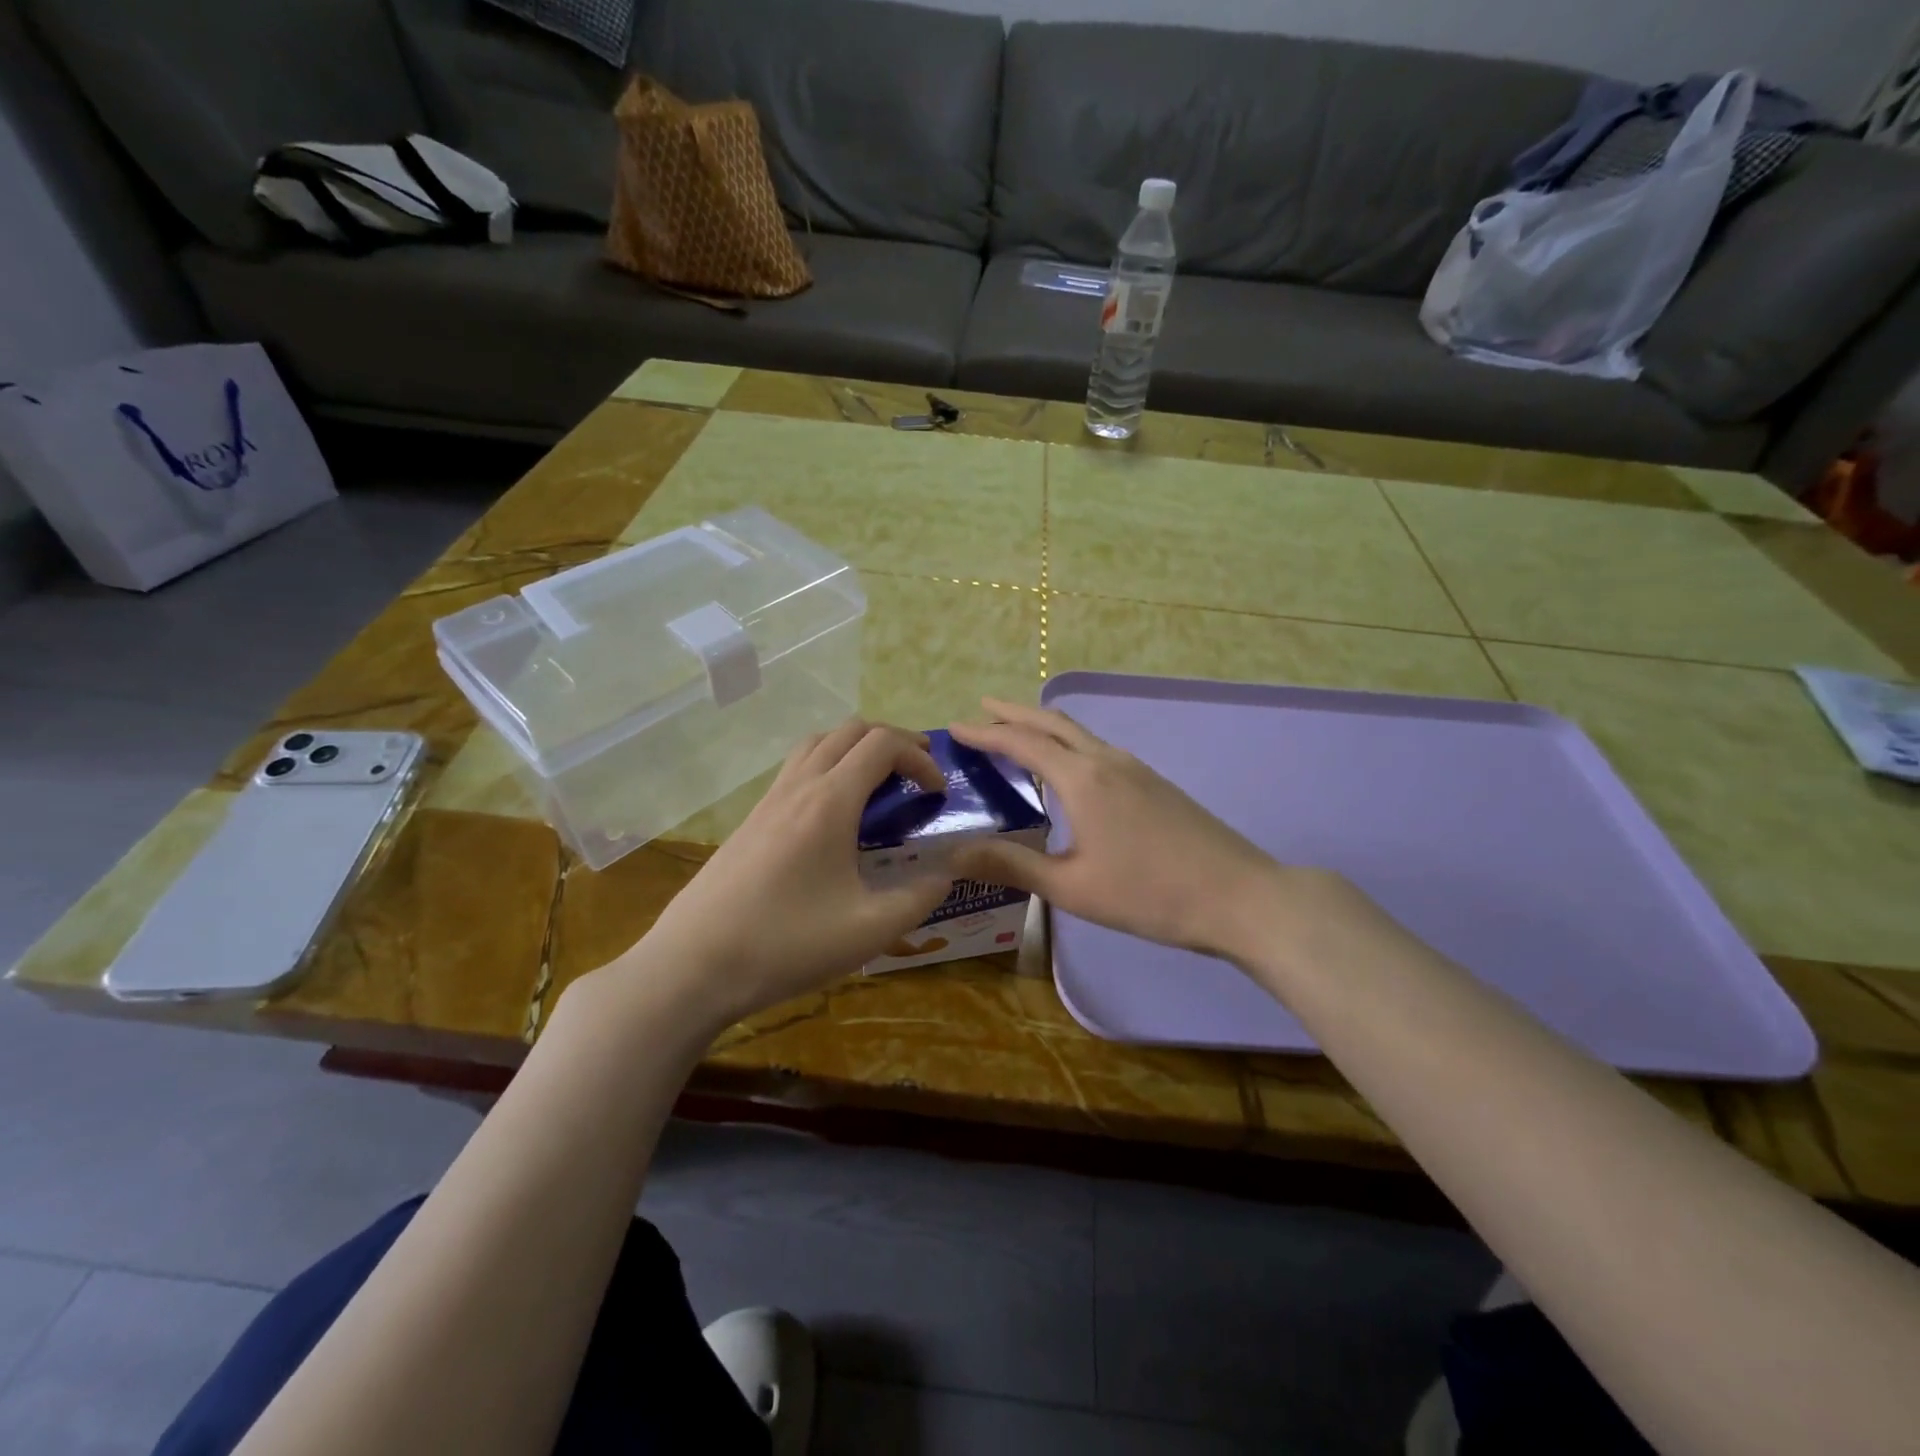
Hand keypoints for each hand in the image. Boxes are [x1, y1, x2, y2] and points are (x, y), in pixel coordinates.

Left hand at [620, 721, 954, 1026]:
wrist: (694, 966)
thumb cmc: (787, 944)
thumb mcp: (869, 930)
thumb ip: (919, 897)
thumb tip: (947, 873)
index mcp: (830, 802)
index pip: (883, 745)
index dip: (920, 757)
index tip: (937, 793)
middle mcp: (798, 787)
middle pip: (850, 731)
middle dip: (892, 741)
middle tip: (917, 773)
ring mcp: (768, 801)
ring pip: (816, 744)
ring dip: (855, 749)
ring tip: (877, 784)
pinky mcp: (749, 821)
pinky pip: (795, 770)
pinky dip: (827, 768)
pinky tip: (833, 817)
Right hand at [948, 698, 1301, 961]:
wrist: (1239, 895)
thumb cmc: (1150, 894)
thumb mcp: (1072, 887)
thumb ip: (1011, 865)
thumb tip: (952, 854)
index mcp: (1082, 780)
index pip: (1023, 743)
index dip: (986, 734)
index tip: (956, 727)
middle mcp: (1107, 761)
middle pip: (1053, 723)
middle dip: (1015, 714)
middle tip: (982, 709)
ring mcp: (1136, 769)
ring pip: (1079, 734)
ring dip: (1043, 727)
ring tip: (1017, 734)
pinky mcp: (1154, 783)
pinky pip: (1098, 749)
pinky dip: (1068, 745)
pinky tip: (1067, 770)